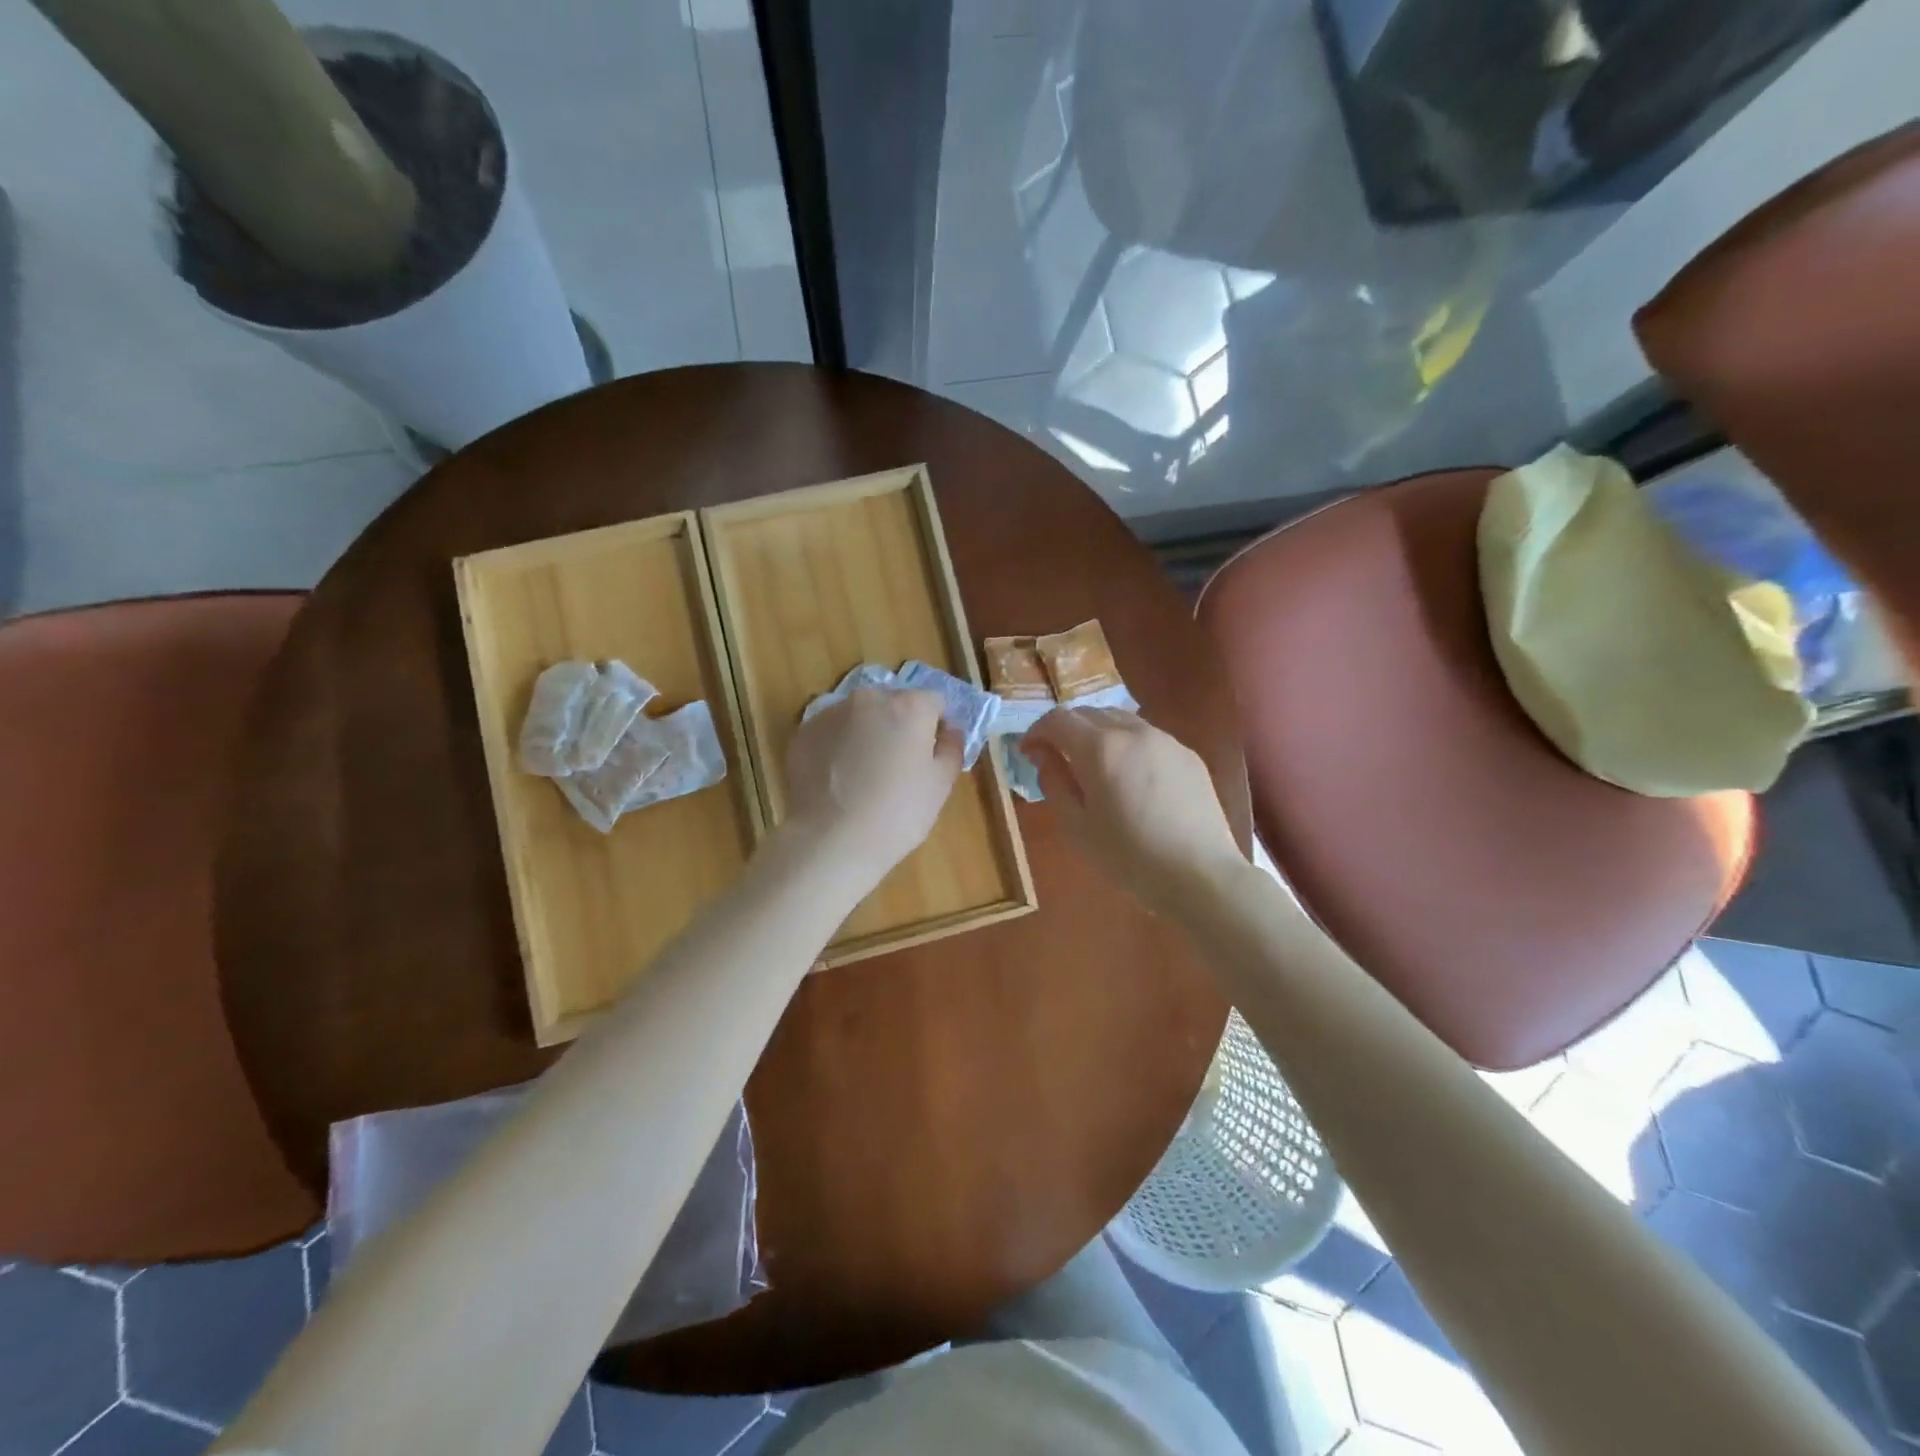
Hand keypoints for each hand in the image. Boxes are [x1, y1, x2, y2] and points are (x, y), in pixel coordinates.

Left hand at [782, 688, 962, 890]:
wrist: (830, 841)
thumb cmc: (897, 814)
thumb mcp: (940, 785)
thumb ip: (951, 748)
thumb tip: (949, 729)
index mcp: (909, 707)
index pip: (934, 702)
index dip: (936, 726)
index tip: (931, 755)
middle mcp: (869, 699)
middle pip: (893, 704)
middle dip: (898, 726)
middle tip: (897, 766)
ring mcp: (830, 713)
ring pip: (859, 716)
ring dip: (866, 733)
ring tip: (863, 774)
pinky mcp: (803, 732)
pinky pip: (831, 732)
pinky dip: (837, 746)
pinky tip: (837, 779)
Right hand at [1023, 708, 1245, 917]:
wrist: (1200, 874)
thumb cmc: (1129, 857)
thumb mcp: (1077, 826)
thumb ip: (1054, 782)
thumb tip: (1043, 755)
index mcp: (1100, 748)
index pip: (1058, 720)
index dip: (1036, 732)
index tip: (1028, 753)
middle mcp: (1132, 731)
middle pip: (1089, 713)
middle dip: (1065, 730)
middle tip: (1056, 759)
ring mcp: (1165, 740)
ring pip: (1120, 720)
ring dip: (1097, 733)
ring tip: (1093, 765)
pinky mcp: (1187, 754)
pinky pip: (1147, 737)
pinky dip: (1126, 744)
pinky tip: (1130, 777)